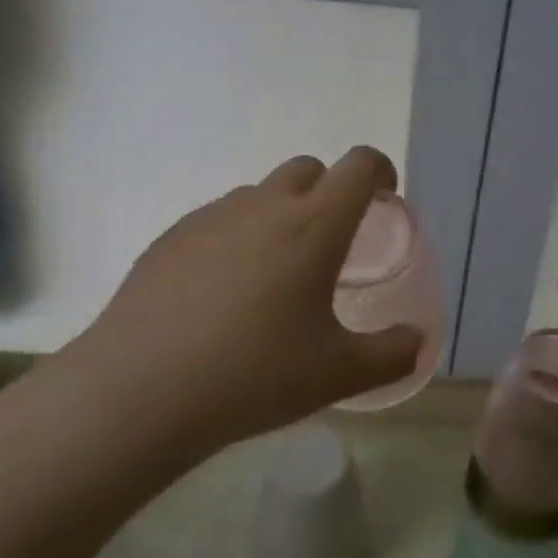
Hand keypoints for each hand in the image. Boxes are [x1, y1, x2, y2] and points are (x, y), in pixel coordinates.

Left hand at [64, 147, 423, 460]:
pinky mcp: (169, 238)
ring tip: (275, 274)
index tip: (385, 198)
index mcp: (314, 226)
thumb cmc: (254, 374)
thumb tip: (417, 342)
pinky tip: (222, 293)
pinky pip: (217, 220)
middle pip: (307, 168)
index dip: (380, 171)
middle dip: (330, 190)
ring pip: (258, 194)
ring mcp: (210, 218)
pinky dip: (236, 238)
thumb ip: (391, 354)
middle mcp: (263, 206)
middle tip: (332, 243)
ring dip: (280, 214)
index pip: (359, 167)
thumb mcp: (338, 374)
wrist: (140, 390)